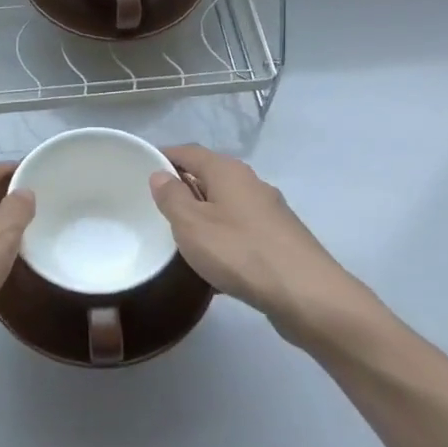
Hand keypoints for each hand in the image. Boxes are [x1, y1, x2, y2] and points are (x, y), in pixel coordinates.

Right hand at [150, 145, 389, 355]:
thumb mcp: (191, 224)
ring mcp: (269, 212)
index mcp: (228, 171)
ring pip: (225, 206)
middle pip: (209, 177)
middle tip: (155, 208)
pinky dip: (223, 240)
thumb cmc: (240, 252)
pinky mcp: (280, 239)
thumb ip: (172, 197)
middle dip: (183, 189)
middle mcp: (251, 183)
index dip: (164, 157)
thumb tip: (161, 174)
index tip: (141, 169)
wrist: (306, 295)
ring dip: (203, 217)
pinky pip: (240, 231)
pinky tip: (214, 267)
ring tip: (180, 239)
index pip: (189, 152)